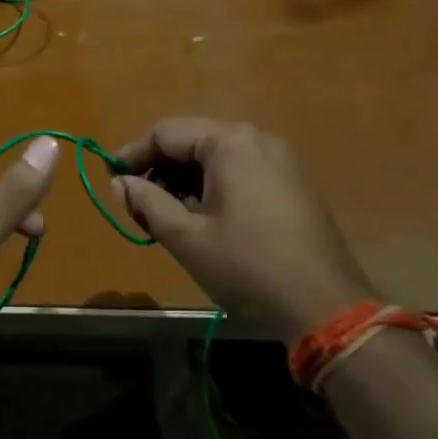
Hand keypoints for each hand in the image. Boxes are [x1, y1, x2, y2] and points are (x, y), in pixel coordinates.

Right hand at [113, 119, 373, 340]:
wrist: (325, 305)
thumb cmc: (247, 266)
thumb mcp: (187, 236)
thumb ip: (147, 202)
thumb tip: (120, 182)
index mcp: (229, 142)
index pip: (166, 133)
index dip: (134, 154)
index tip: (112, 180)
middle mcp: (255, 138)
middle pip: (192, 141)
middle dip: (160, 169)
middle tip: (137, 203)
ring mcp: (278, 160)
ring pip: (215, 157)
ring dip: (184, 180)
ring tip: (165, 215)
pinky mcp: (291, 183)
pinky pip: (239, 171)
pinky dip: (212, 187)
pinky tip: (202, 219)